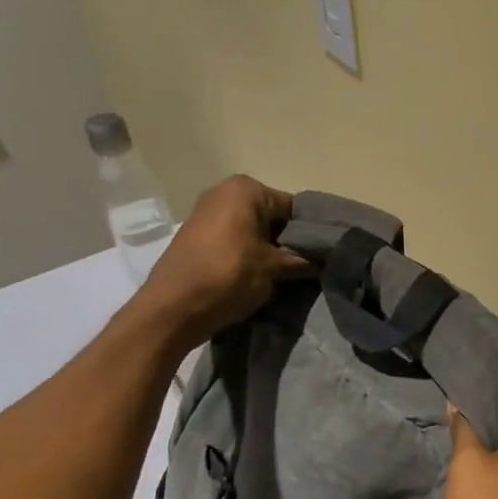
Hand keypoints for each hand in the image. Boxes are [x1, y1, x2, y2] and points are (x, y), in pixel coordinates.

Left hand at [130, 175, 309, 351]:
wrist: (171, 309)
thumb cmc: (228, 276)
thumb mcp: (275, 268)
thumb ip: (304, 260)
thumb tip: (326, 261)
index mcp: (246, 189)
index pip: (294, 208)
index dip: (311, 234)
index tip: (321, 257)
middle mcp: (225, 192)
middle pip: (273, 217)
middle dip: (288, 241)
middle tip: (305, 268)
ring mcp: (206, 213)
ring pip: (254, 230)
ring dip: (269, 251)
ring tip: (284, 275)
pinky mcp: (196, 236)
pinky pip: (235, 240)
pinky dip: (248, 255)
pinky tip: (257, 276)